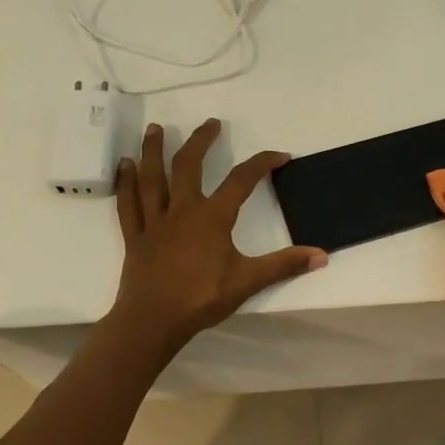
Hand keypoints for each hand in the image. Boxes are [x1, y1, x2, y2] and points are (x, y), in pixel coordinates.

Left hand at [110, 119, 326, 351]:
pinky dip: (125, 182)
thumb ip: (284, 265)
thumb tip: (321, 255)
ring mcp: (154, 222)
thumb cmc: (201, 299)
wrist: (153, 321)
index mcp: (212, 217)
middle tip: (210, 123)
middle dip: (200, 141)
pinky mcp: (135, 236)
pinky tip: (123, 164)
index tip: (279, 155)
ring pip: (152, 177)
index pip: (241, 180)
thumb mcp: (248, 281)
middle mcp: (182, 210)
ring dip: (153, 150)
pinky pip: (127, 203)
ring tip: (156, 127)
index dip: (262, 163)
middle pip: (188, 165)